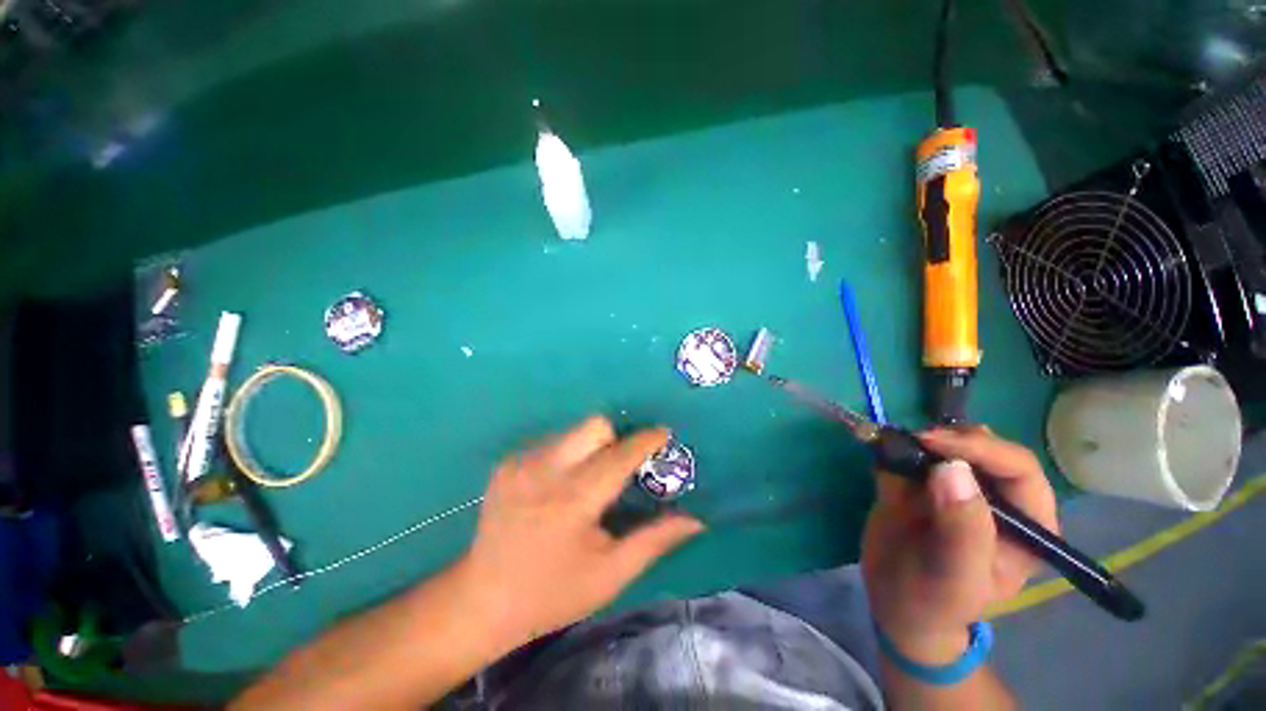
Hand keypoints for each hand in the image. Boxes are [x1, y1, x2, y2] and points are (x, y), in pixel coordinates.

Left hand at [456, 416, 703, 648]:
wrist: (481, 599)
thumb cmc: (553, 593)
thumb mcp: (610, 574)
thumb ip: (655, 540)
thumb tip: (696, 519)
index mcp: (574, 499)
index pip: (620, 455)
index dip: (646, 440)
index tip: (662, 434)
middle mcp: (546, 470)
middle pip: (594, 425)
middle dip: (614, 439)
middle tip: (617, 469)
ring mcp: (522, 462)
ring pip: (573, 430)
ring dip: (590, 447)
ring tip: (586, 482)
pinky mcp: (507, 463)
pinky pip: (551, 442)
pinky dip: (566, 455)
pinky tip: (557, 487)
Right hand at [862, 427, 1057, 663]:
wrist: (892, 602)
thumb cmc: (934, 602)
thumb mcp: (954, 578)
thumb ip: (962, 530)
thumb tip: (951, 468)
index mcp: (1026, 525)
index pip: (1018, 470)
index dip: (981, 449)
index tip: (933, 443)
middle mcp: (996, 499)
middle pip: (986, 449)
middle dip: (951, 438)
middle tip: (914, 440)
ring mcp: (956, 489)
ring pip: (950, 445)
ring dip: (922, 438)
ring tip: (897, 445)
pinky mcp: (919, 483)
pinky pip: (912, 453)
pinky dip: (895, 444)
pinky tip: (881, 449)